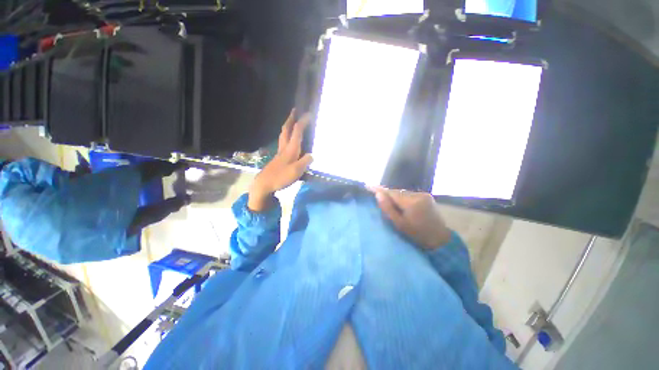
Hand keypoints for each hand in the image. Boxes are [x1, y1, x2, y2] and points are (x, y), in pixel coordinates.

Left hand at [248, 109, 312, 211]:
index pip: (297, 131)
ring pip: (283, 135)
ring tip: (292, 122)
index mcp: (290, 149)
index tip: (309, 114)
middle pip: (286, 130)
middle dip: (291, 119)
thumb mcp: (297, 170)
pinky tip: (289, 141)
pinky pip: (283, 142)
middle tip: (295, 110)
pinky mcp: (278, 158)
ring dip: (287, 126)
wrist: (264, 184)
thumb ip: (305, 161)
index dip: (303, 121)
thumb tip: (311, 155)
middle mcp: (284, 148)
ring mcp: (280, 153)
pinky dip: (287, 136)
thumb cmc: (281, 177)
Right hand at [370, 187, 451, 249]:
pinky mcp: (426, 196)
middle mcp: (418, 194)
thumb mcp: (399, 224)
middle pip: (397, 192)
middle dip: (387, 194)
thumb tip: (378, 194)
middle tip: (376, 196)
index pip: (391, 193)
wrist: (439, 239)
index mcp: (411, 202)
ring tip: (387, 201)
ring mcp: (423, 194)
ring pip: (403, 192)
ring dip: (395, 196)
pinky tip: (399, 203)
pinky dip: (402, 197)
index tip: (368, 186)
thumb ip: (388, 208)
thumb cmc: (417, 234)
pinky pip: (409, 194)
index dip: (379, 190)